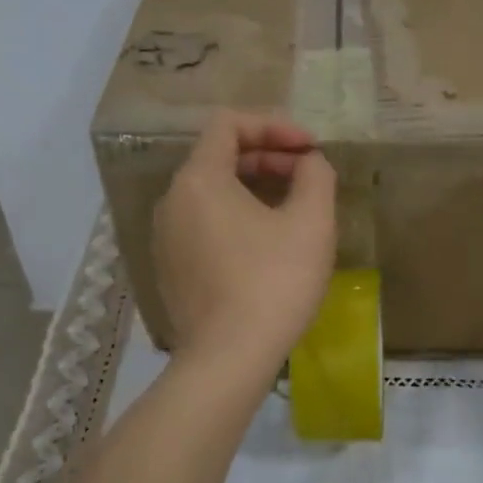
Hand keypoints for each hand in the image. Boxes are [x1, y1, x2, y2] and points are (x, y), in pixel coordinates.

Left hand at [154, 110, 335, 373]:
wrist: (228, 359)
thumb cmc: (273, 282)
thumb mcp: (311, 222)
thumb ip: (316, 175)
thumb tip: (309, 163)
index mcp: (199, 179)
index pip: (229, 124)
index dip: (274, 125)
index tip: (311, 148)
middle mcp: (172, 201)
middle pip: (219, 156)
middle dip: (268, 156)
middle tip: (308, 175)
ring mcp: (166, 237)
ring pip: (212, 192)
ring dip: (254, 186)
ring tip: (294, 206)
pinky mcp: (172, 268)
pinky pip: (204, 223)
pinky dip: (237, 216)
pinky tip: (268, 243)